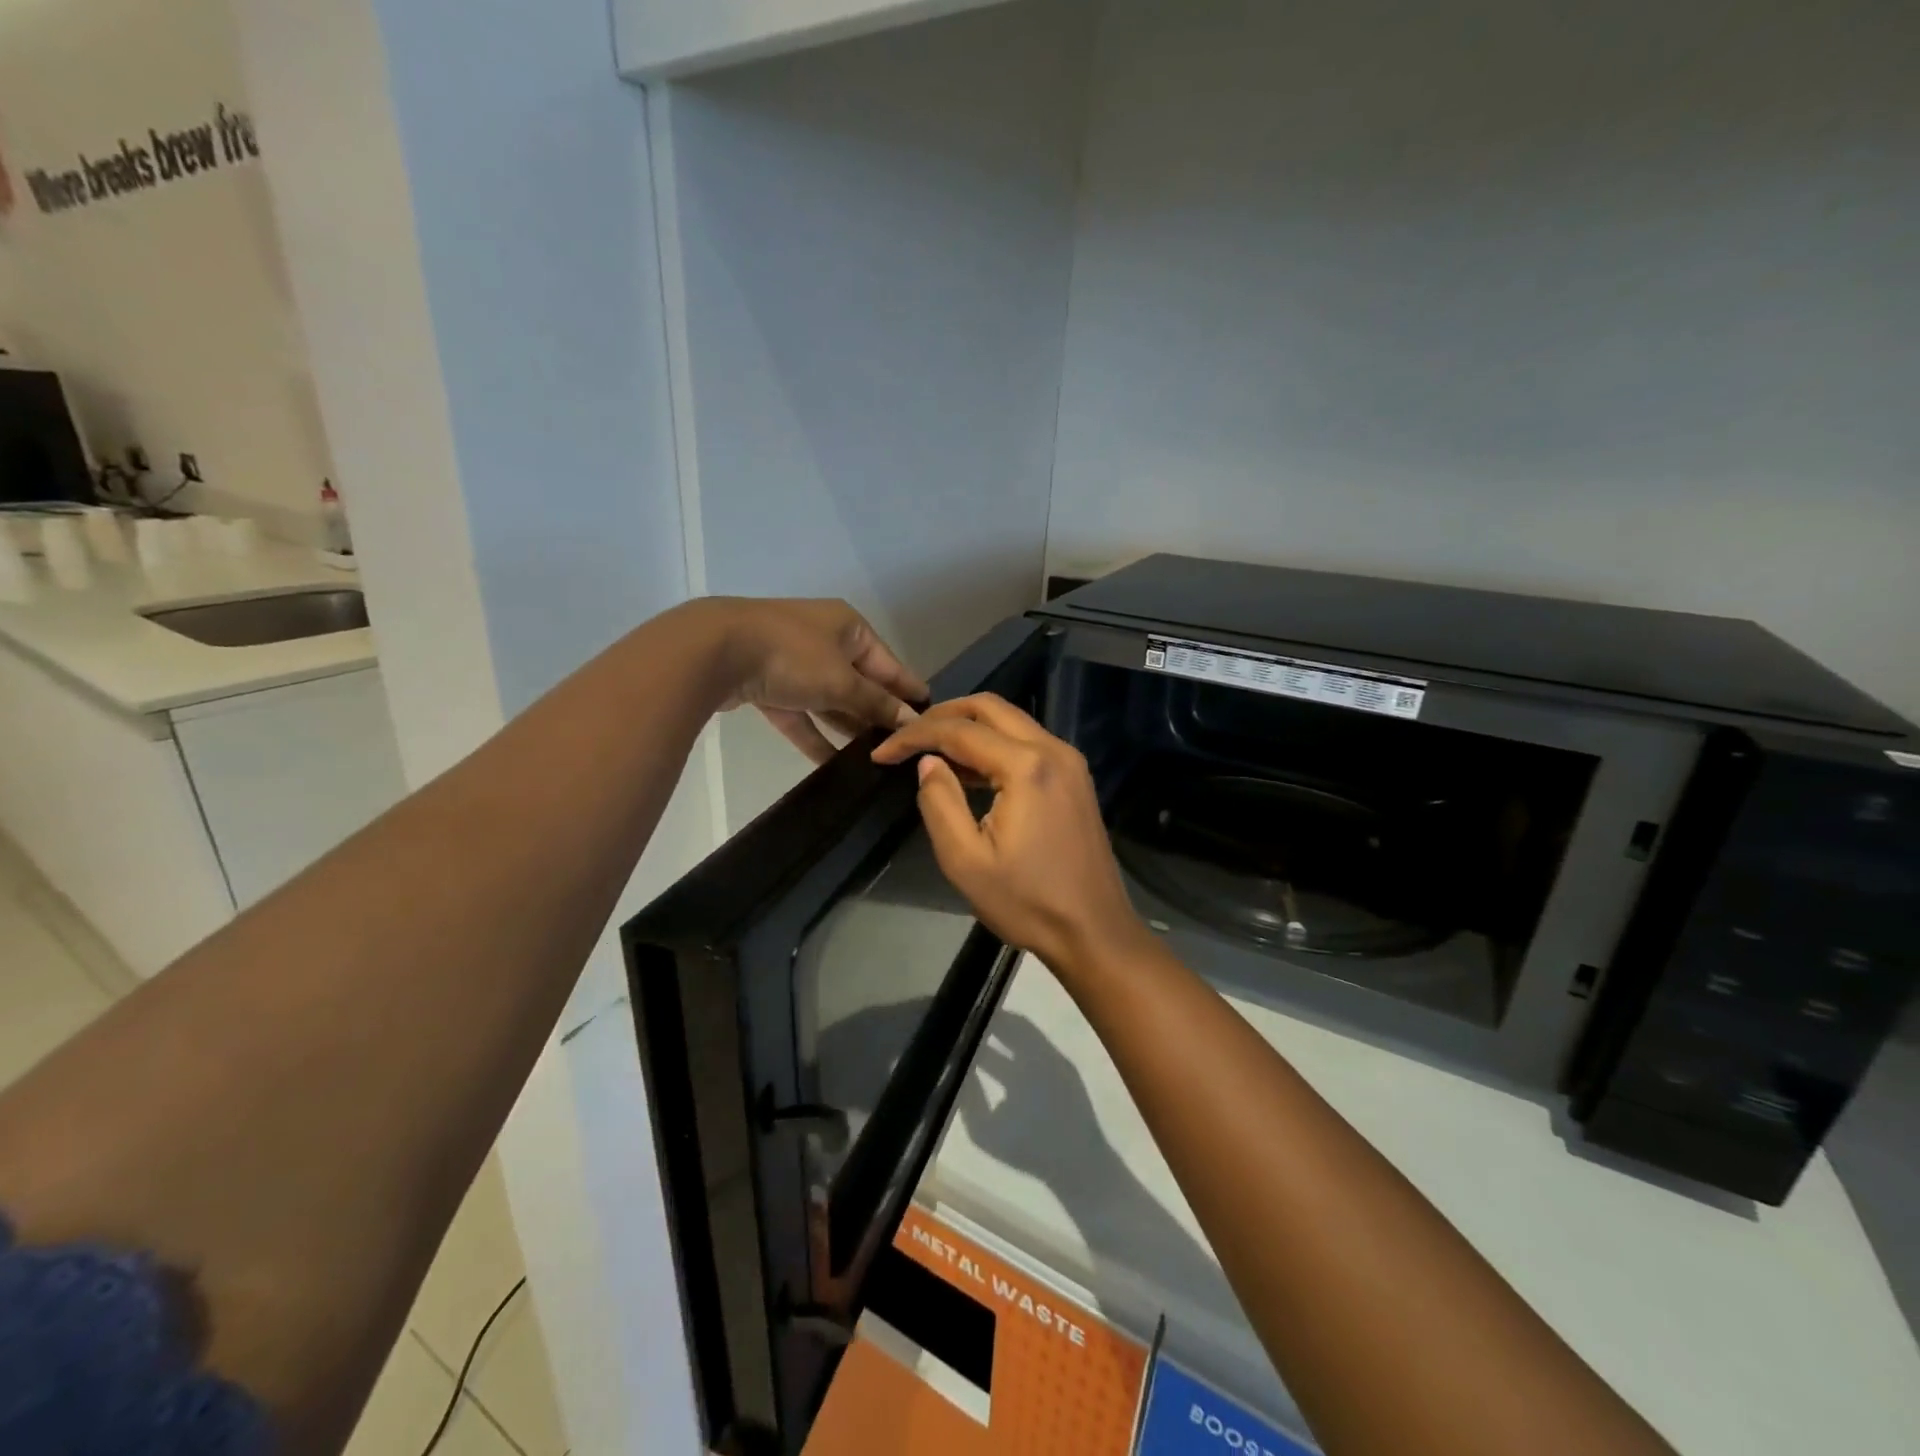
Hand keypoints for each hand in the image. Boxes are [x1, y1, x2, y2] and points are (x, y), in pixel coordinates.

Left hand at [702, 597, 927, 764]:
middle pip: (860, 682)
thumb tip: (911, 720)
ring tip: (874, 760)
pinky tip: (834, 766)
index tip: (932, 716)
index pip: (889, 663)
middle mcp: (823, 640)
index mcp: (848, 627)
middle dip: (878, 714)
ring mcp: (793, 662)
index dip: (909, 690)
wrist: (715, 651)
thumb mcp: (842, 681)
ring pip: (829, 700)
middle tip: (903, 747)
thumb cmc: (792, 656)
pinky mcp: (768, 685)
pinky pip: (800, 715)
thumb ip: (876, 703)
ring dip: (847, 728)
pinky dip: (815, 736)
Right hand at [872, 694, 1150, 980]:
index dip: (914, 736)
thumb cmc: (1027, 902)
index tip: (881, 752)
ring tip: (929, 750)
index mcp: (1027, 767)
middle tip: (907, 736)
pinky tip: (968, 769)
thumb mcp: (966, 860)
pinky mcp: (1074, 778)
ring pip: (1011, 721)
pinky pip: (1027, 743)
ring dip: (969, 727)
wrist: (1094, 931)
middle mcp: (1053, 750)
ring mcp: (1069, 762)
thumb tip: (929, 762)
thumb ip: (939, 802)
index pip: (960, 731)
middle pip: (990, 708)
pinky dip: (993, 744)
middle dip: (943, 715)